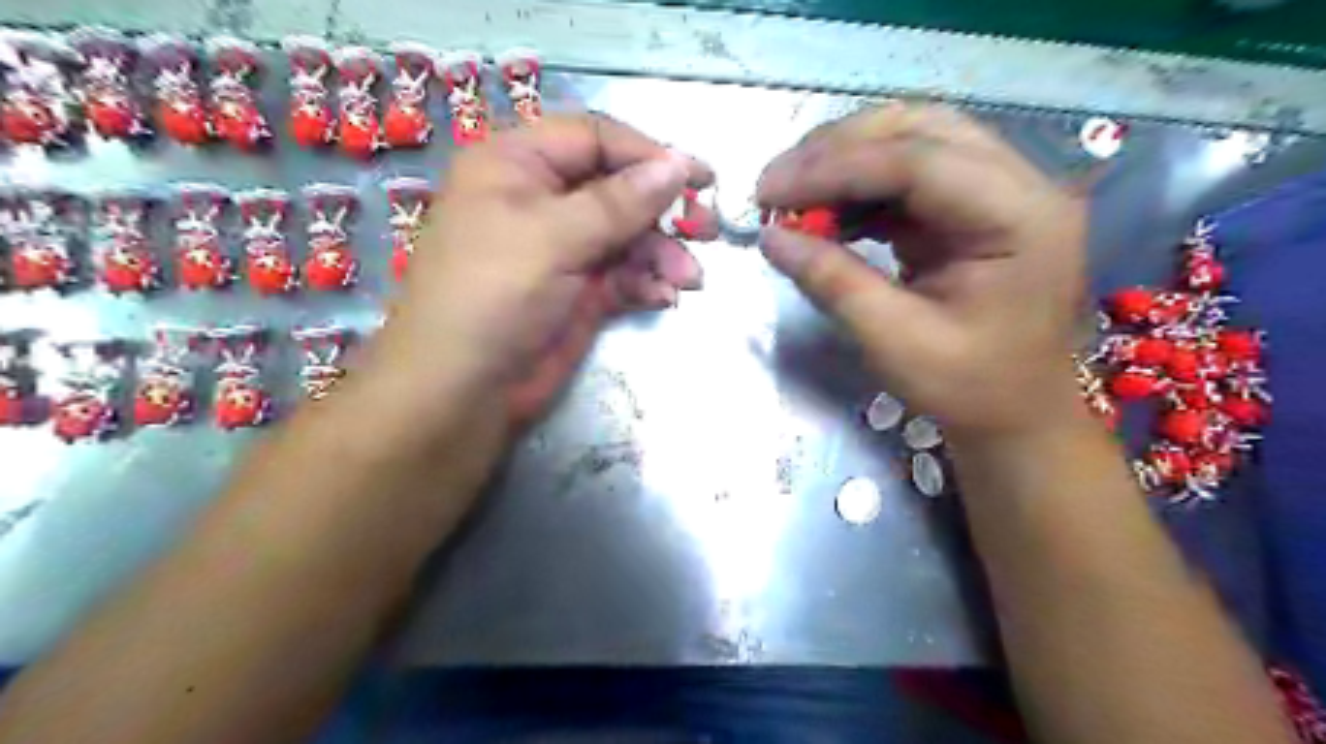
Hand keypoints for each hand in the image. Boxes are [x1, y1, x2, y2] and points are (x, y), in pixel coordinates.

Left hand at [378, 113, 707, 433]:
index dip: (647, 154)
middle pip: (617, 188)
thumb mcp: (554, 238)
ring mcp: (562, 250)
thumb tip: (678, 163)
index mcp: (517, 165)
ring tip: (689, 280)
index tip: (698, 178)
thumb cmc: (494, 296)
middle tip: (706, 230)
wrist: (463, 391)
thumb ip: (620, 201)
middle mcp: (541, 200)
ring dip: (662, 255)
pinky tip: (664, 298)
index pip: (594, 138)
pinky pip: (624, 274)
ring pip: (627, 236)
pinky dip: (647, 283)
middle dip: (662, 212)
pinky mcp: (579, 292)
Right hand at [756, 101, 1088, 432]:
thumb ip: (832, 282)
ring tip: (791, 195)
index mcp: (1022, 217)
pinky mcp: (971, 208)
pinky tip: (824, 213)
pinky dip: (858, 189)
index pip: (919, 162)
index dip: (835, 168)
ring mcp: (999, 192)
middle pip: (920, 131)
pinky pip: (908, 177)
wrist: (1017, 415)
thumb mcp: (895, 342)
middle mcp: (1021, 186)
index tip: (769, 191)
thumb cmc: (969, 389)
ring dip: (845, 162)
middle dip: (838, 150)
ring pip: (912, 143)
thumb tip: (770, 237)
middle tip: (776, 185)